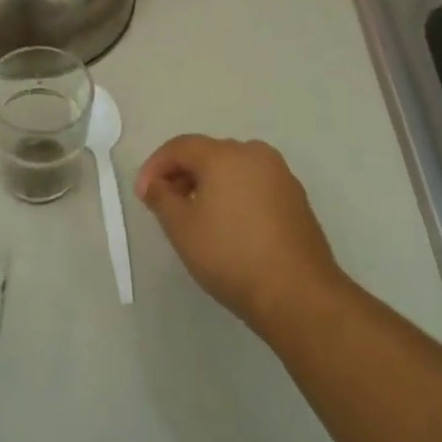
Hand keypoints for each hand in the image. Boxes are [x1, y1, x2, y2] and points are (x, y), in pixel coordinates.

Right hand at [135, 136, 344, 335]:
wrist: (298, 295)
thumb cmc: (231, 255)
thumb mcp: (181, 227)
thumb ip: (161, 197)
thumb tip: (155, 184)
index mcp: (225, 154)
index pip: (180, 147)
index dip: (155, 167)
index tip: (142, 195)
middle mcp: (255, 154)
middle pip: (208, 154)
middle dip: (182, 174)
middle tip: (165, 203)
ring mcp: (280, 175)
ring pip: (233, 169)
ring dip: (208, 184)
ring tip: (195, 216)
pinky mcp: (296, 198)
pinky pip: (254, 185)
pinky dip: (234, 195)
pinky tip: (228, 225)